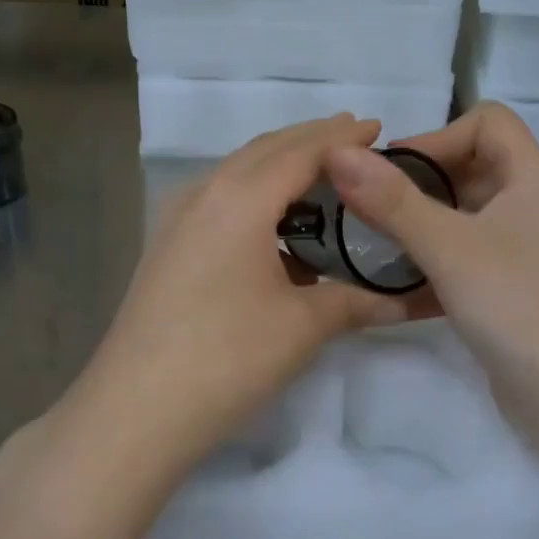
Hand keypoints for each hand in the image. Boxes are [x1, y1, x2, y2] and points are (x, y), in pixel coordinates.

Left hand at [56, 115, 428, 487]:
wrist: (135, 410)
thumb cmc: (227, 358)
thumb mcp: (302, 326)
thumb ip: (354, 301)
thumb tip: (403, 300)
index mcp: (241, 198)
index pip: (302, 151)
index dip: (343, 138)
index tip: (379, 128)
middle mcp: (205, 194)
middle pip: (265, 150)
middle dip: (311, 140)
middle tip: (355, 141)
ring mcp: (177, 220)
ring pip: (237, 173)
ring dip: (280, 165)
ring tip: (320, 176)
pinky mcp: (166, 247)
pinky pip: (219, 200)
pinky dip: (255, 195)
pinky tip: (274, 225)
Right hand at [322, 103, 538, 435]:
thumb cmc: (517, 304)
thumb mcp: (449, 246)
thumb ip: (393, 200)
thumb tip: (338, 152)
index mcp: (530, 177)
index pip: (486, 122)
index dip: (436, 137)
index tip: (392, 172)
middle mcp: (530, 205)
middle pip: (469, 167)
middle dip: (418, 182)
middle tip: (370, 207)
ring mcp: (521, 249)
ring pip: (463, 216)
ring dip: (420, 224)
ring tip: (375, 243)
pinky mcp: (509, 288)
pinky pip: (464, 257)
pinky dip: (432, 262)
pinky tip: (396, 287)